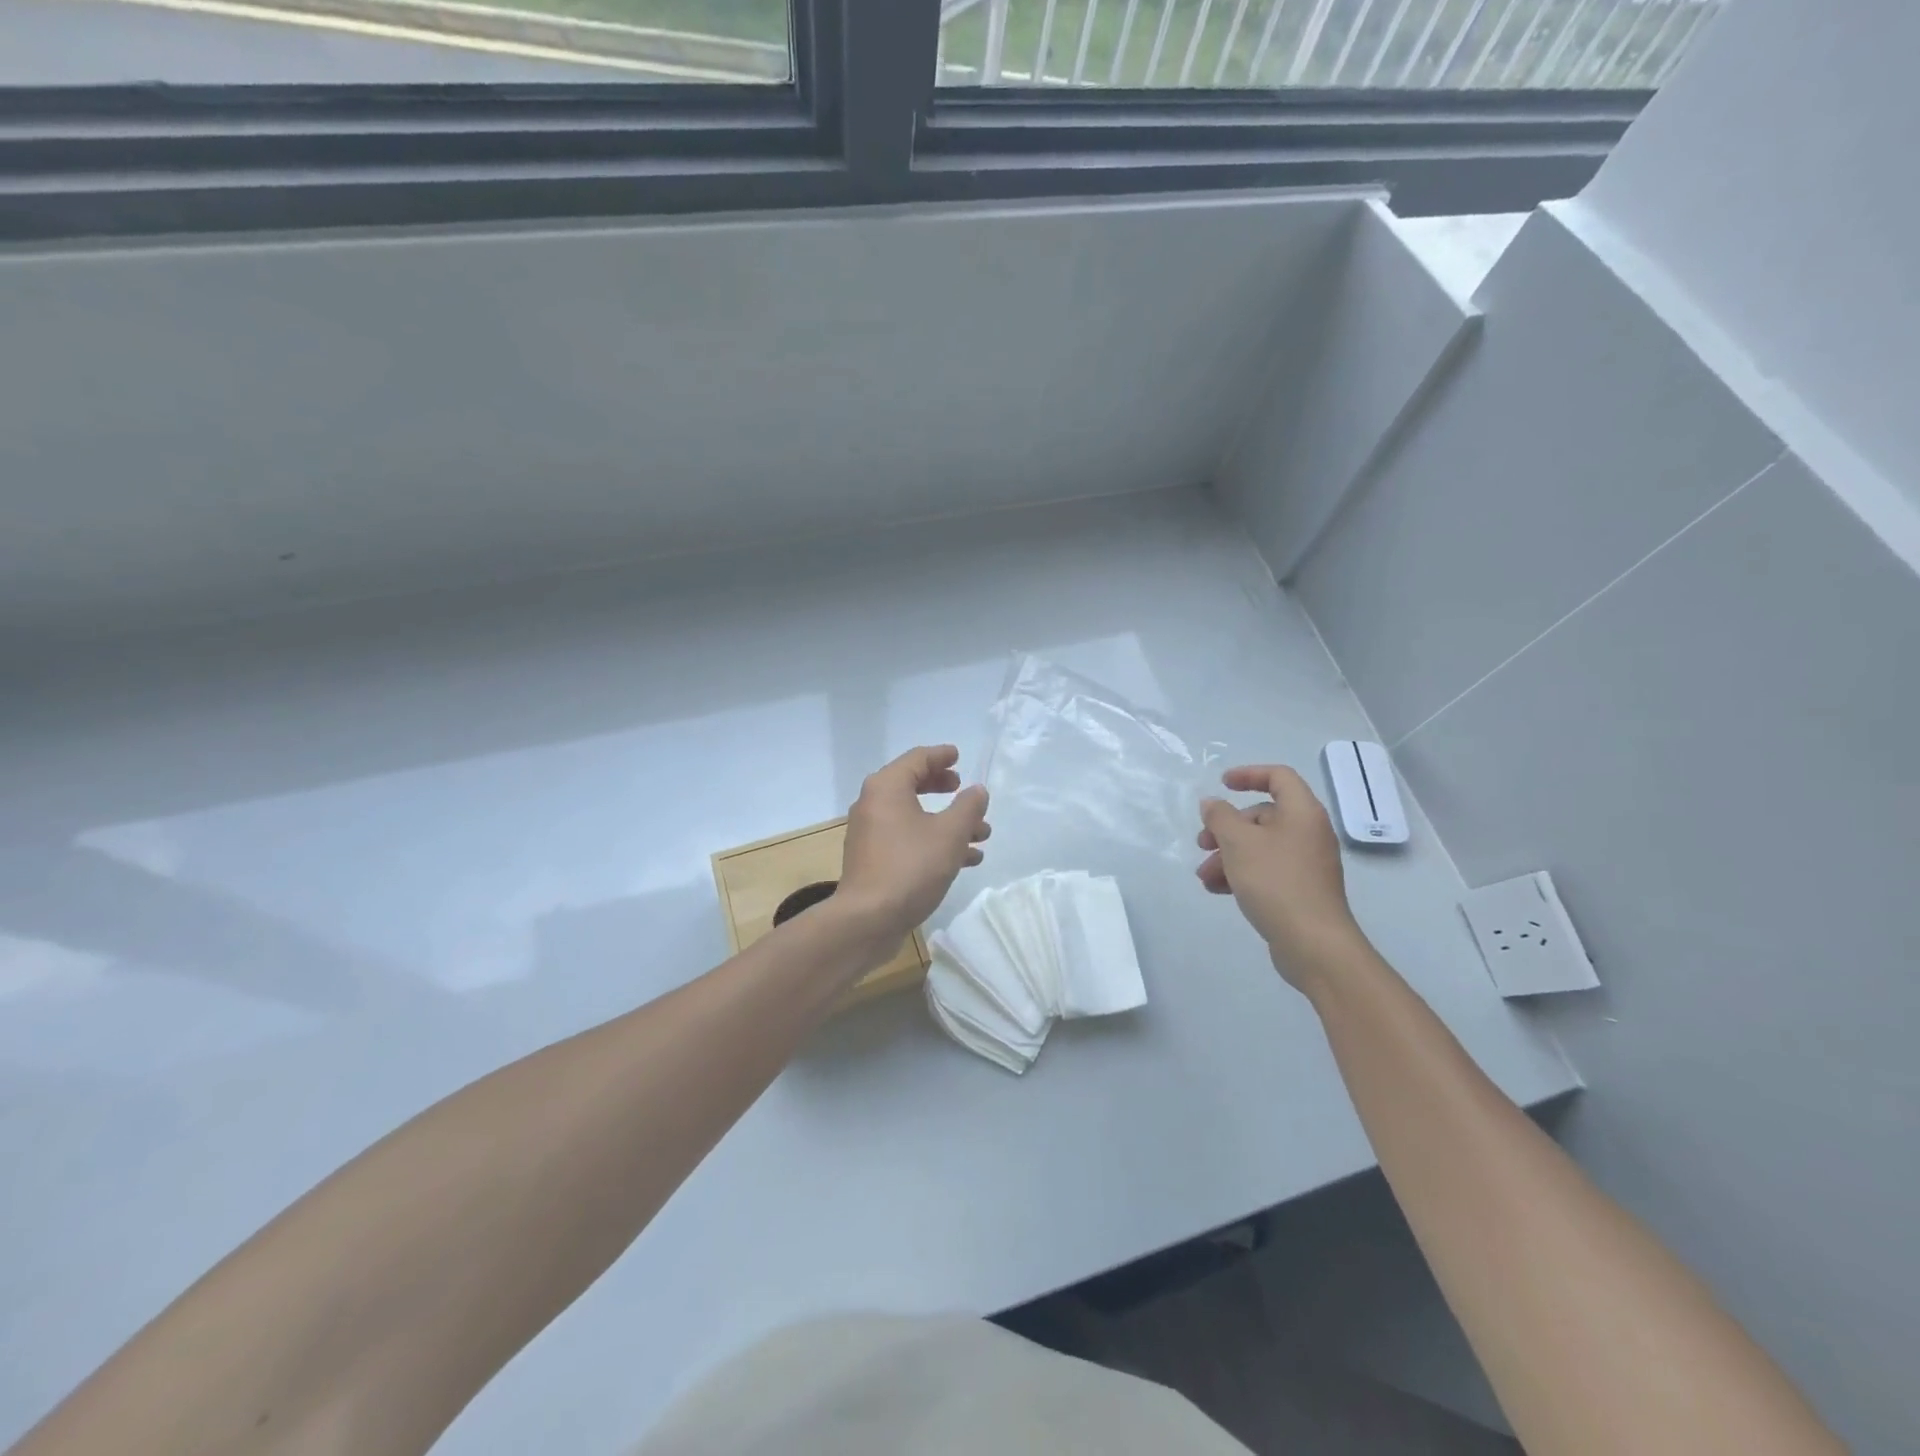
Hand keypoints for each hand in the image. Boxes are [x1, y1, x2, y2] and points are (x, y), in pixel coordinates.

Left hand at [836, 745, 990, 943]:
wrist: (868, 919)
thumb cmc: (911, 867)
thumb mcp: (950, 834)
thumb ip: (968, 807)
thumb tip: (977, 791)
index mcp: (887, 787)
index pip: (917, 759)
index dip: (941, 756)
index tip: (959, 757)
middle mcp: (874, 804)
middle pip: (912, 785)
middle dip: (944, 789)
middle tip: (964, 790)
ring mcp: (871, 834)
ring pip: (914, 817)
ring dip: (947, 822)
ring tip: (982, 834)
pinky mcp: (874, 860)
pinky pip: (908, 839)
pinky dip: (934, 841)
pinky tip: (965, 859)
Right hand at [1197, 765, 1368, 988]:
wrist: (1313, 943)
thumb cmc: (1275, 881)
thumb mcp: (1238, 842)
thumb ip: (1220, 817)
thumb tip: (1212, 803)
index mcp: (1302, 812)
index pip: (1278, 777)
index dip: (1248, 775)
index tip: (1222, 784)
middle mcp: (1309, 832)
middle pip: (1263, 815)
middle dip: (1227, 828)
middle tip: (1202, 843)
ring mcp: (1307, 863)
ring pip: (1260, 846)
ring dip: (1228, 855)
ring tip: (1204, 876)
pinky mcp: (1301, 889)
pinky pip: (1267, 870)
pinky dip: (1242, 874)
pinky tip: (1218, 890)